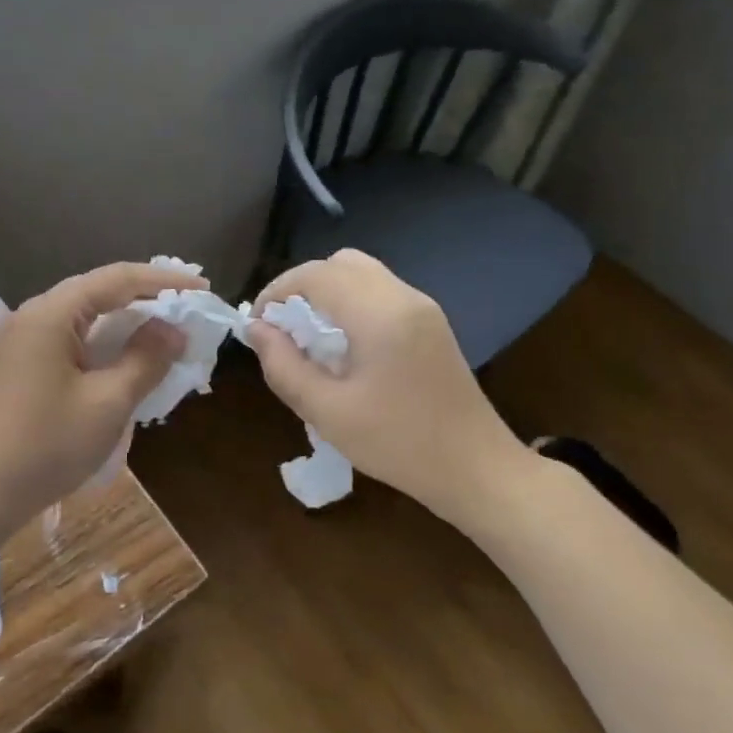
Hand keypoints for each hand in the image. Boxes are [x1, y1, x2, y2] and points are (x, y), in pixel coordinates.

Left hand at [0, 262, 193, 536]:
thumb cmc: (44, 446)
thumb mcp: (107, 403)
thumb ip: (145, 360)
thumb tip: (173, 329)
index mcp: (52, 313)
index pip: (116, 279)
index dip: (163, 281)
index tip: (203, 289)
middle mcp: (33, 316)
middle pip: (97, 292)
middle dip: (145, 299)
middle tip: (187, 310)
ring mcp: (22, 342)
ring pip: (83, 319)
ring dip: (124, 325)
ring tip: (164, 335)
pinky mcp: (19, 368)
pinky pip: (69, 342)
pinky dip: (102, 346)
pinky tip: (124, 364)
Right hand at [246, 249, 534, 527]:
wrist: (477, 469)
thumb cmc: (398, 444)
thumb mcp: (327, 412)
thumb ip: (283, 366)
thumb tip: (255, 330)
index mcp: (379, 314)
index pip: (316, 274)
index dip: (277, 291)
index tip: (257, 325)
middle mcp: (403, 297)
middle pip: (340, 263)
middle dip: (301, 286)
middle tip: (282, 327)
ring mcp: (422, 307)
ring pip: (362, 273)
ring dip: (327, 293)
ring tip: (308, 336)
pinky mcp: (431, 323)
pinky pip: (380, 292)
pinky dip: (350, 302)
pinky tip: (342, 345)